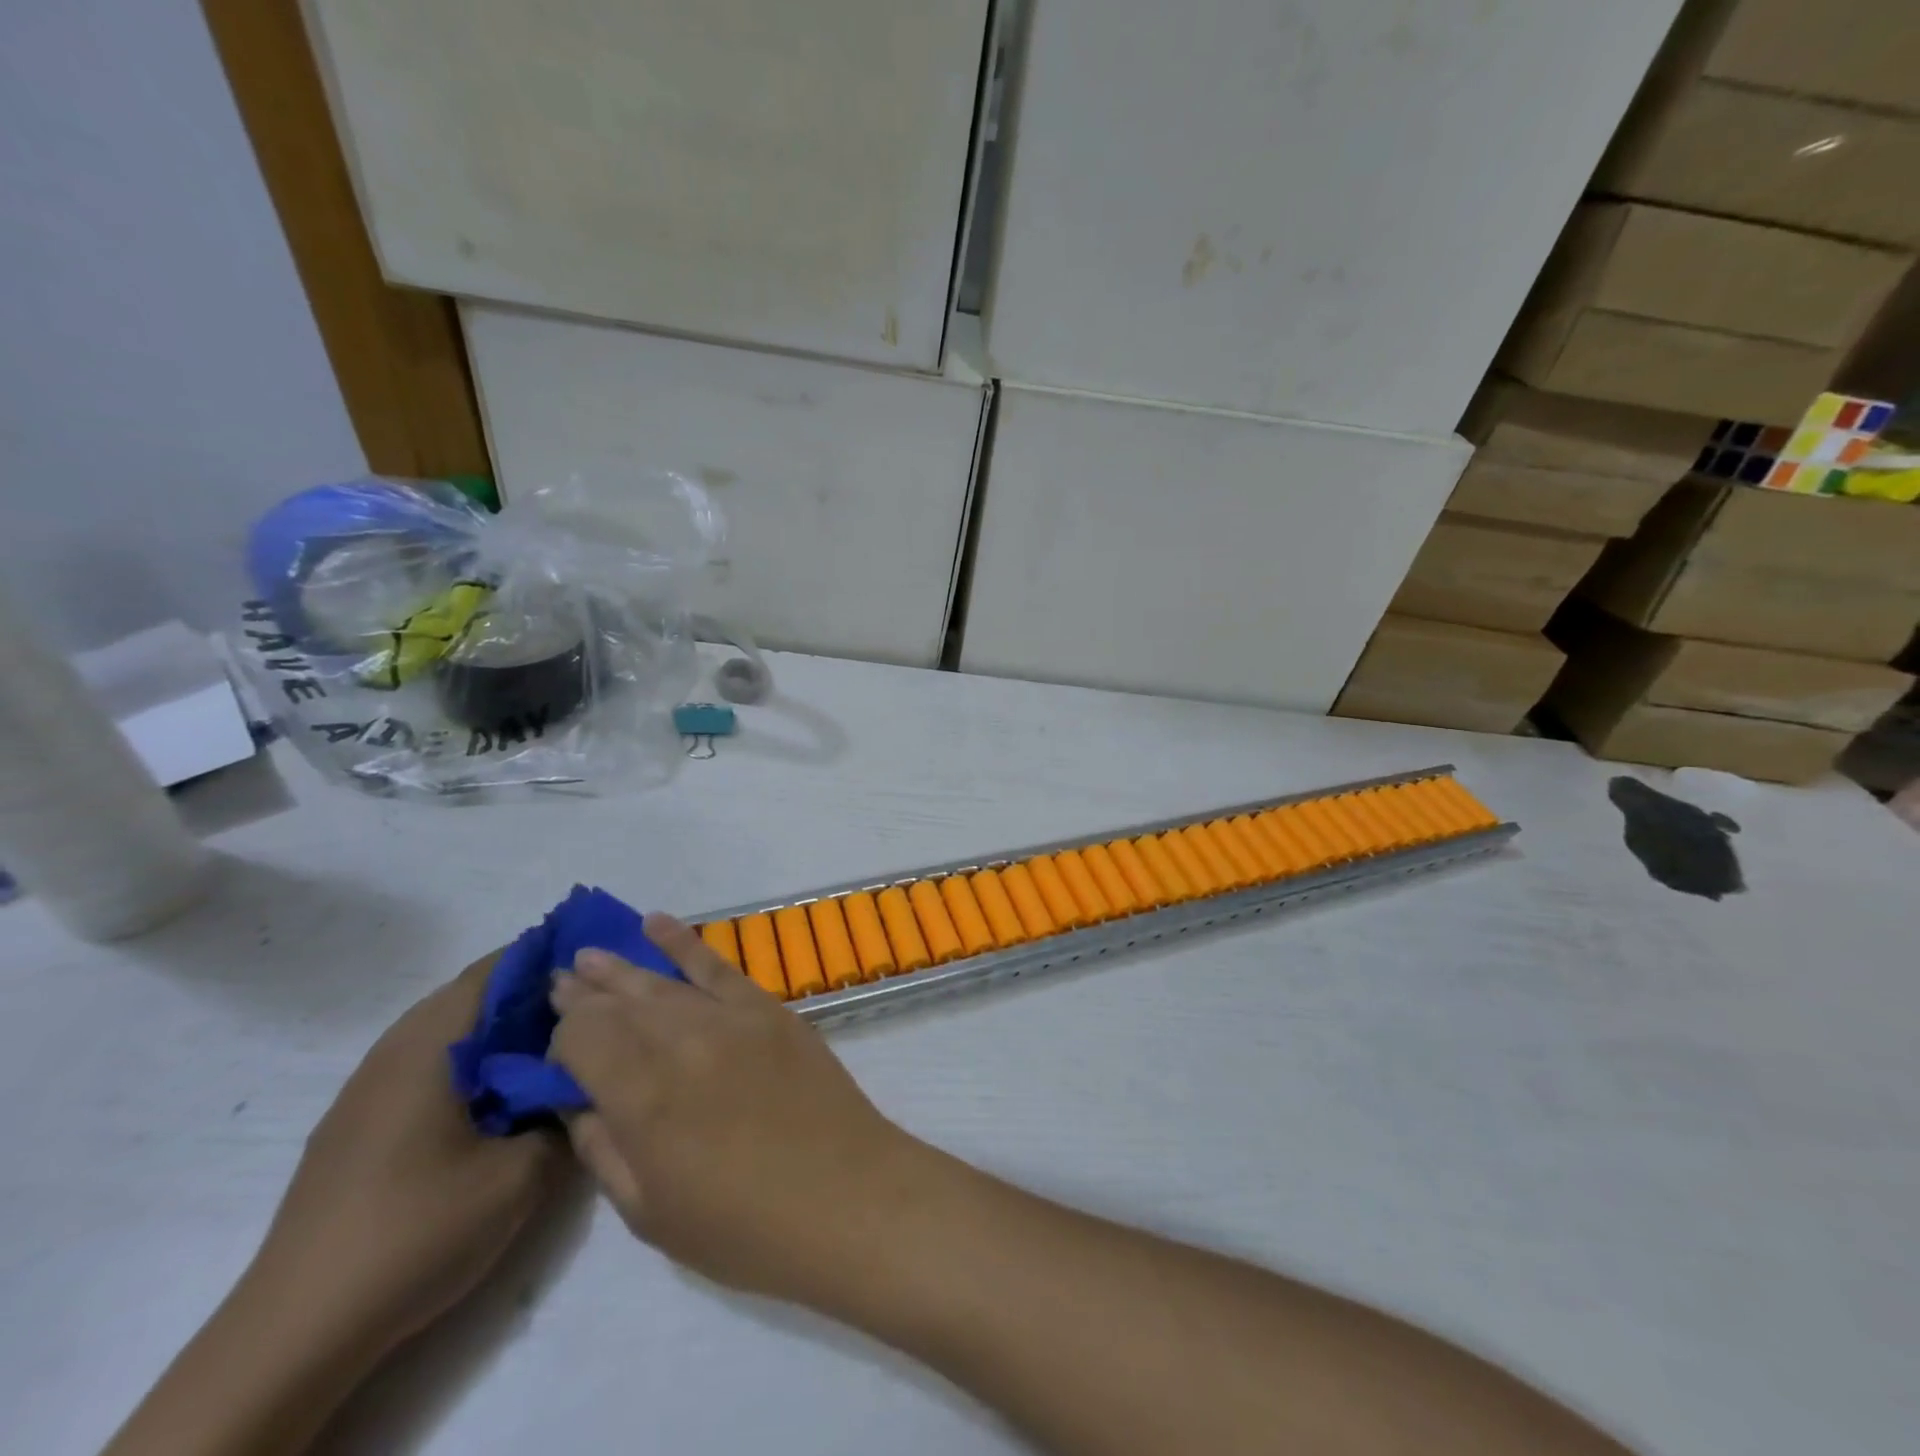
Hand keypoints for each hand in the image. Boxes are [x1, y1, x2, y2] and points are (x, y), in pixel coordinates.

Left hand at [251, 955, 568, 1360]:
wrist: (295, 1333)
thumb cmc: (418, 1231)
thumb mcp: (522, 1174)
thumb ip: (565, 1115)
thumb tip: (584, 1084)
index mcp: (430, 1045)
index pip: (495, 969)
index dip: (548, 957)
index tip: (595, 969)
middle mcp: (392, 1052)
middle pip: (470, 994)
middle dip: (529, 993)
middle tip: (585, 1010)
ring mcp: (366, 1091)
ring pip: (446, 1031)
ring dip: (498, 1030)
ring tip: (550, 1051)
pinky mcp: (355, 1127)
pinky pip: (425, 1066)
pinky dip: (469, 1062)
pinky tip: (497, 1099)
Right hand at [549, 915, 929, 1305]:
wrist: (845, 1195)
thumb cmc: (743, 1227)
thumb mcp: (649, 1212)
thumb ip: (603, 1149)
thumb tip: (577, 1101)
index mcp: (644, 1096)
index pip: (584, 1039)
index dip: (562, 1040)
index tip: (557, 1052)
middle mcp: (682, 1041)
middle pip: (620, 1003)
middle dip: (583, 994)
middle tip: (557, 983)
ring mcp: (731, 1017)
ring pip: (662, 981)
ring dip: (621, 967)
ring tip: (587, 955)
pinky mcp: (770, 1008)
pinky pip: (719, 965)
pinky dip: (684, 942)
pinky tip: (657, 924)